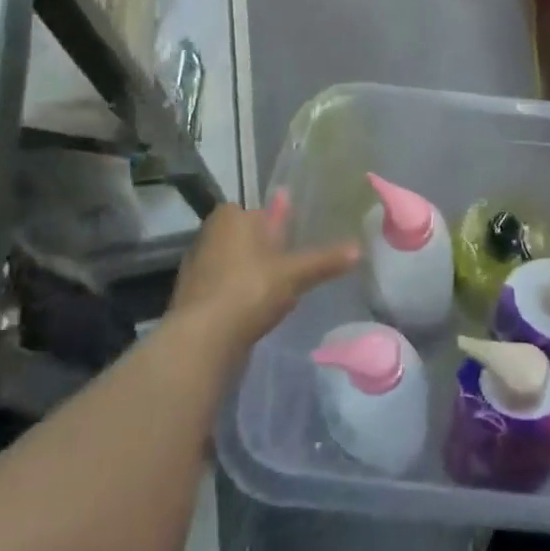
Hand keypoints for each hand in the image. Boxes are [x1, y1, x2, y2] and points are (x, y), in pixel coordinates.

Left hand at [170, 199, 357, 349]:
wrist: (202, 338)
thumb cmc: (250, 289)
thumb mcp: (295, 273)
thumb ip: (326, 260)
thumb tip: (359, 249)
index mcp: (231, 217)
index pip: (256, 212)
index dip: (273, 225)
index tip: (289, 242)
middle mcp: (209, 234)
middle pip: (243, 237)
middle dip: (261, 250)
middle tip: (286, 267)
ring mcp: (196, 266)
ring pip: (231, 263)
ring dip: (248, 274)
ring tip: (272, 292)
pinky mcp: (189, 297)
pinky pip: (220, 288)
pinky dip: (234, 295)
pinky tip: (251, 312)